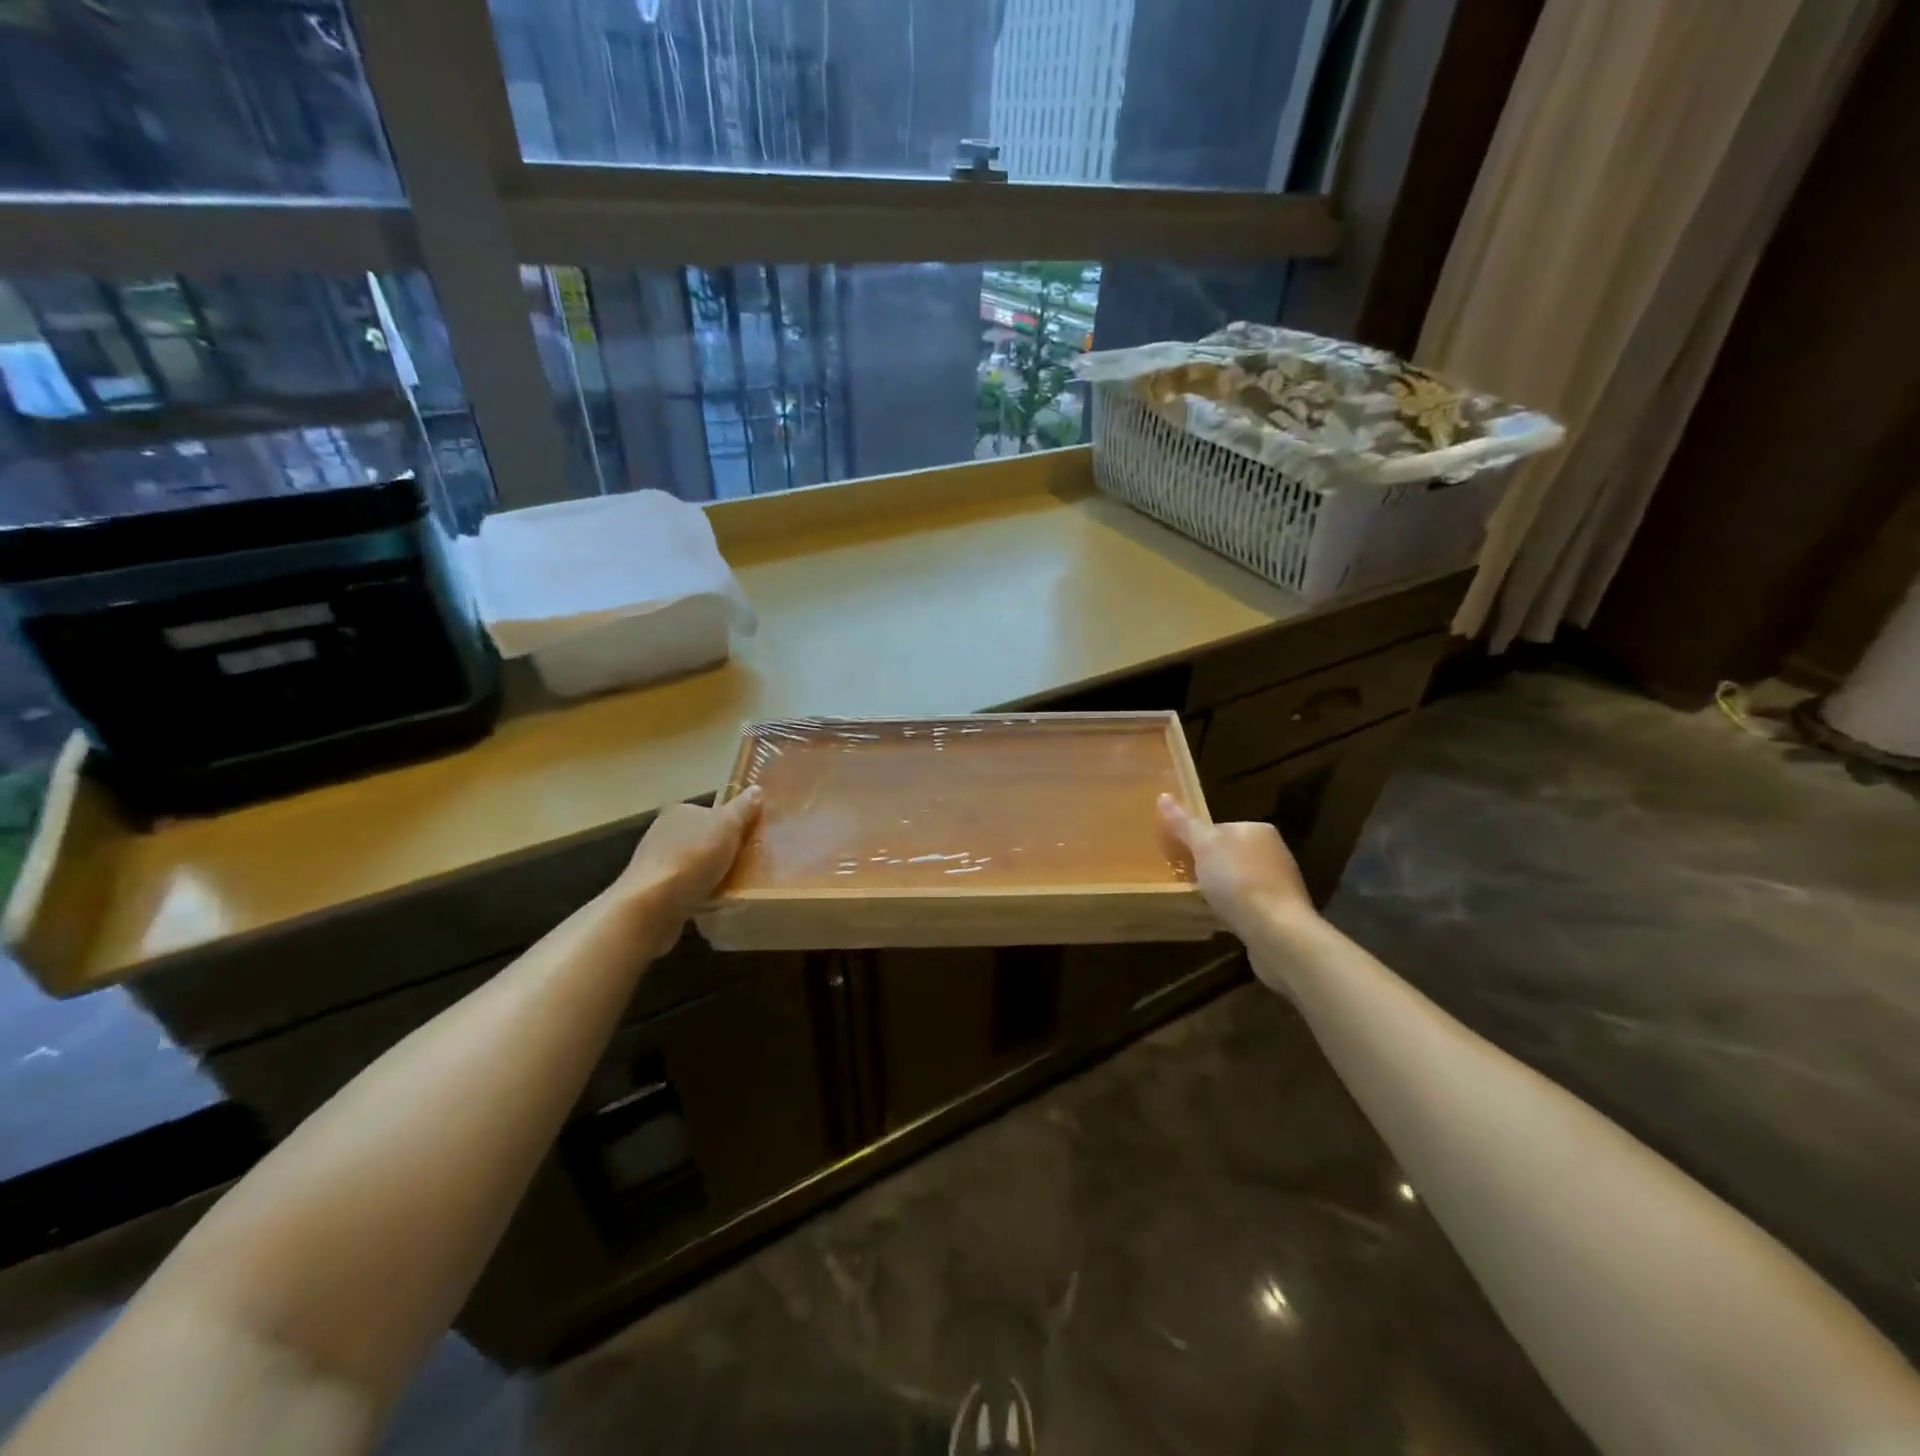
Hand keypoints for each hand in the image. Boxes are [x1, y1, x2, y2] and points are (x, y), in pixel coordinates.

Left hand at [610, 788, 762, 952]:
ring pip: (692, 863)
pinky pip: (683, 887)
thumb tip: (756, 789)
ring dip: (708, 873)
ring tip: (731, 887)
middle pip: (701, 838)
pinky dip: (696, 892)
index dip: (730, 825)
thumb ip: (743, 808)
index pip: (709, 812)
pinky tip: (710, 902)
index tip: (747, 841)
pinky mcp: (651, 890)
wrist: (652, 905)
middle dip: (719, 850)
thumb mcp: (727, 826)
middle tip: (744, 865)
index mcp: (679, 811)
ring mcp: (653, 862)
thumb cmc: (693, 858)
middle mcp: (662, 831)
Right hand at [1158, 793, 1315, 940]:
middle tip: (1185, 881)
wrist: (1276, 931)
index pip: (1217, 829)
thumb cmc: (1237, 880)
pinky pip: (1248, 903)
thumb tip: (1163, 796)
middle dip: (1207, 867)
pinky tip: (1221, 919)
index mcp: (1257, 829)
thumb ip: (1184, 823)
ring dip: (1220, 890)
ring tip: (1200, 903)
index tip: (1178, 858)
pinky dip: (1233, 909)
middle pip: (1227, 854)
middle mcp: (1273, 851)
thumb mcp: (1203, 846)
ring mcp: (1279, 882)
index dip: (1195, 842)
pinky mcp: (1281, 911)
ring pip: (1237, 880)